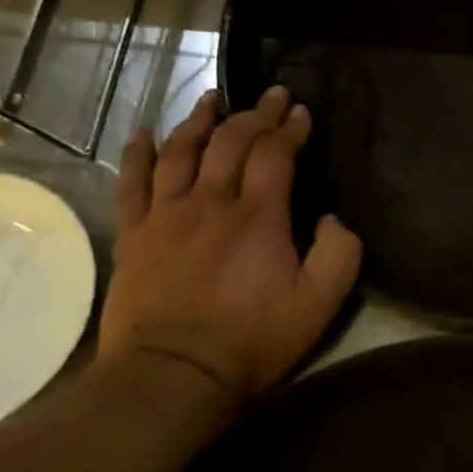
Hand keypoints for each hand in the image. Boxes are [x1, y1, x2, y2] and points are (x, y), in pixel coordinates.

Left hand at [99, 87, 361, 413]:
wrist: (172, 376)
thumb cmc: (251, 339)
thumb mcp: (319, 303)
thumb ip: (340, 253)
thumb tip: (333, 218)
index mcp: (258, 215)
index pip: (275, 154)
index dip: (290, 128)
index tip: (302, 112)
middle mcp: (211, 202)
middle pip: (231, 142)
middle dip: (255, 114)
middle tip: (271, 95)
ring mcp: (166, 216)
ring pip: (181, 152)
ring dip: (200, 121)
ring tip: (213, 99)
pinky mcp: (135, 236)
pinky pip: (132, 183)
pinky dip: (138, 154)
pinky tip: (143, 134)